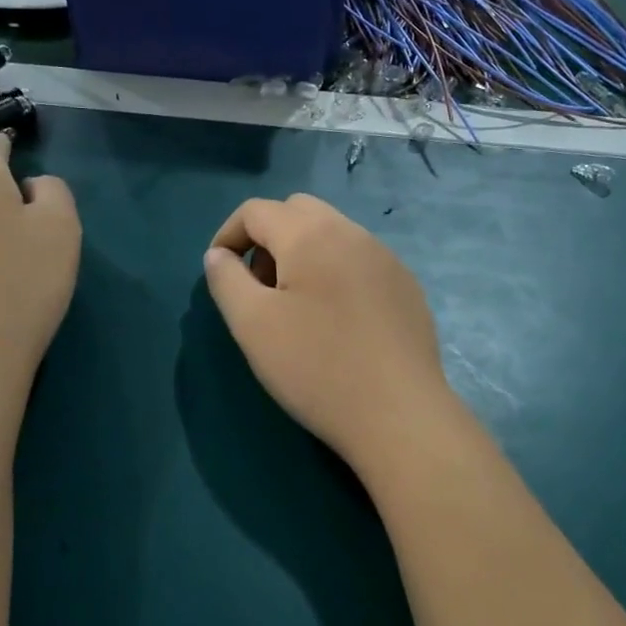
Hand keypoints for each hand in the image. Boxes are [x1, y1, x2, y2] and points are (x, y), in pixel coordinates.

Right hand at [203, 194, 456, 473]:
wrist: (399, 414)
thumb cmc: (316, 366)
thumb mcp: (252, 324)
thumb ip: (226, 280)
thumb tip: (218, 255)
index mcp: (311, 234)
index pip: (256, 211)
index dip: (227, 234)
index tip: (218, 271)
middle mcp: (352, 233)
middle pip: (297, 212)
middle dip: (267, 239)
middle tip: (259, 287)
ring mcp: (386, 258)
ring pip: (332, 234)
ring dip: (302, 255)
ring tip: (295, 308)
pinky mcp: (406, 287)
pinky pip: (360, 261)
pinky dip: (335, 273)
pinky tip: (337, 322)